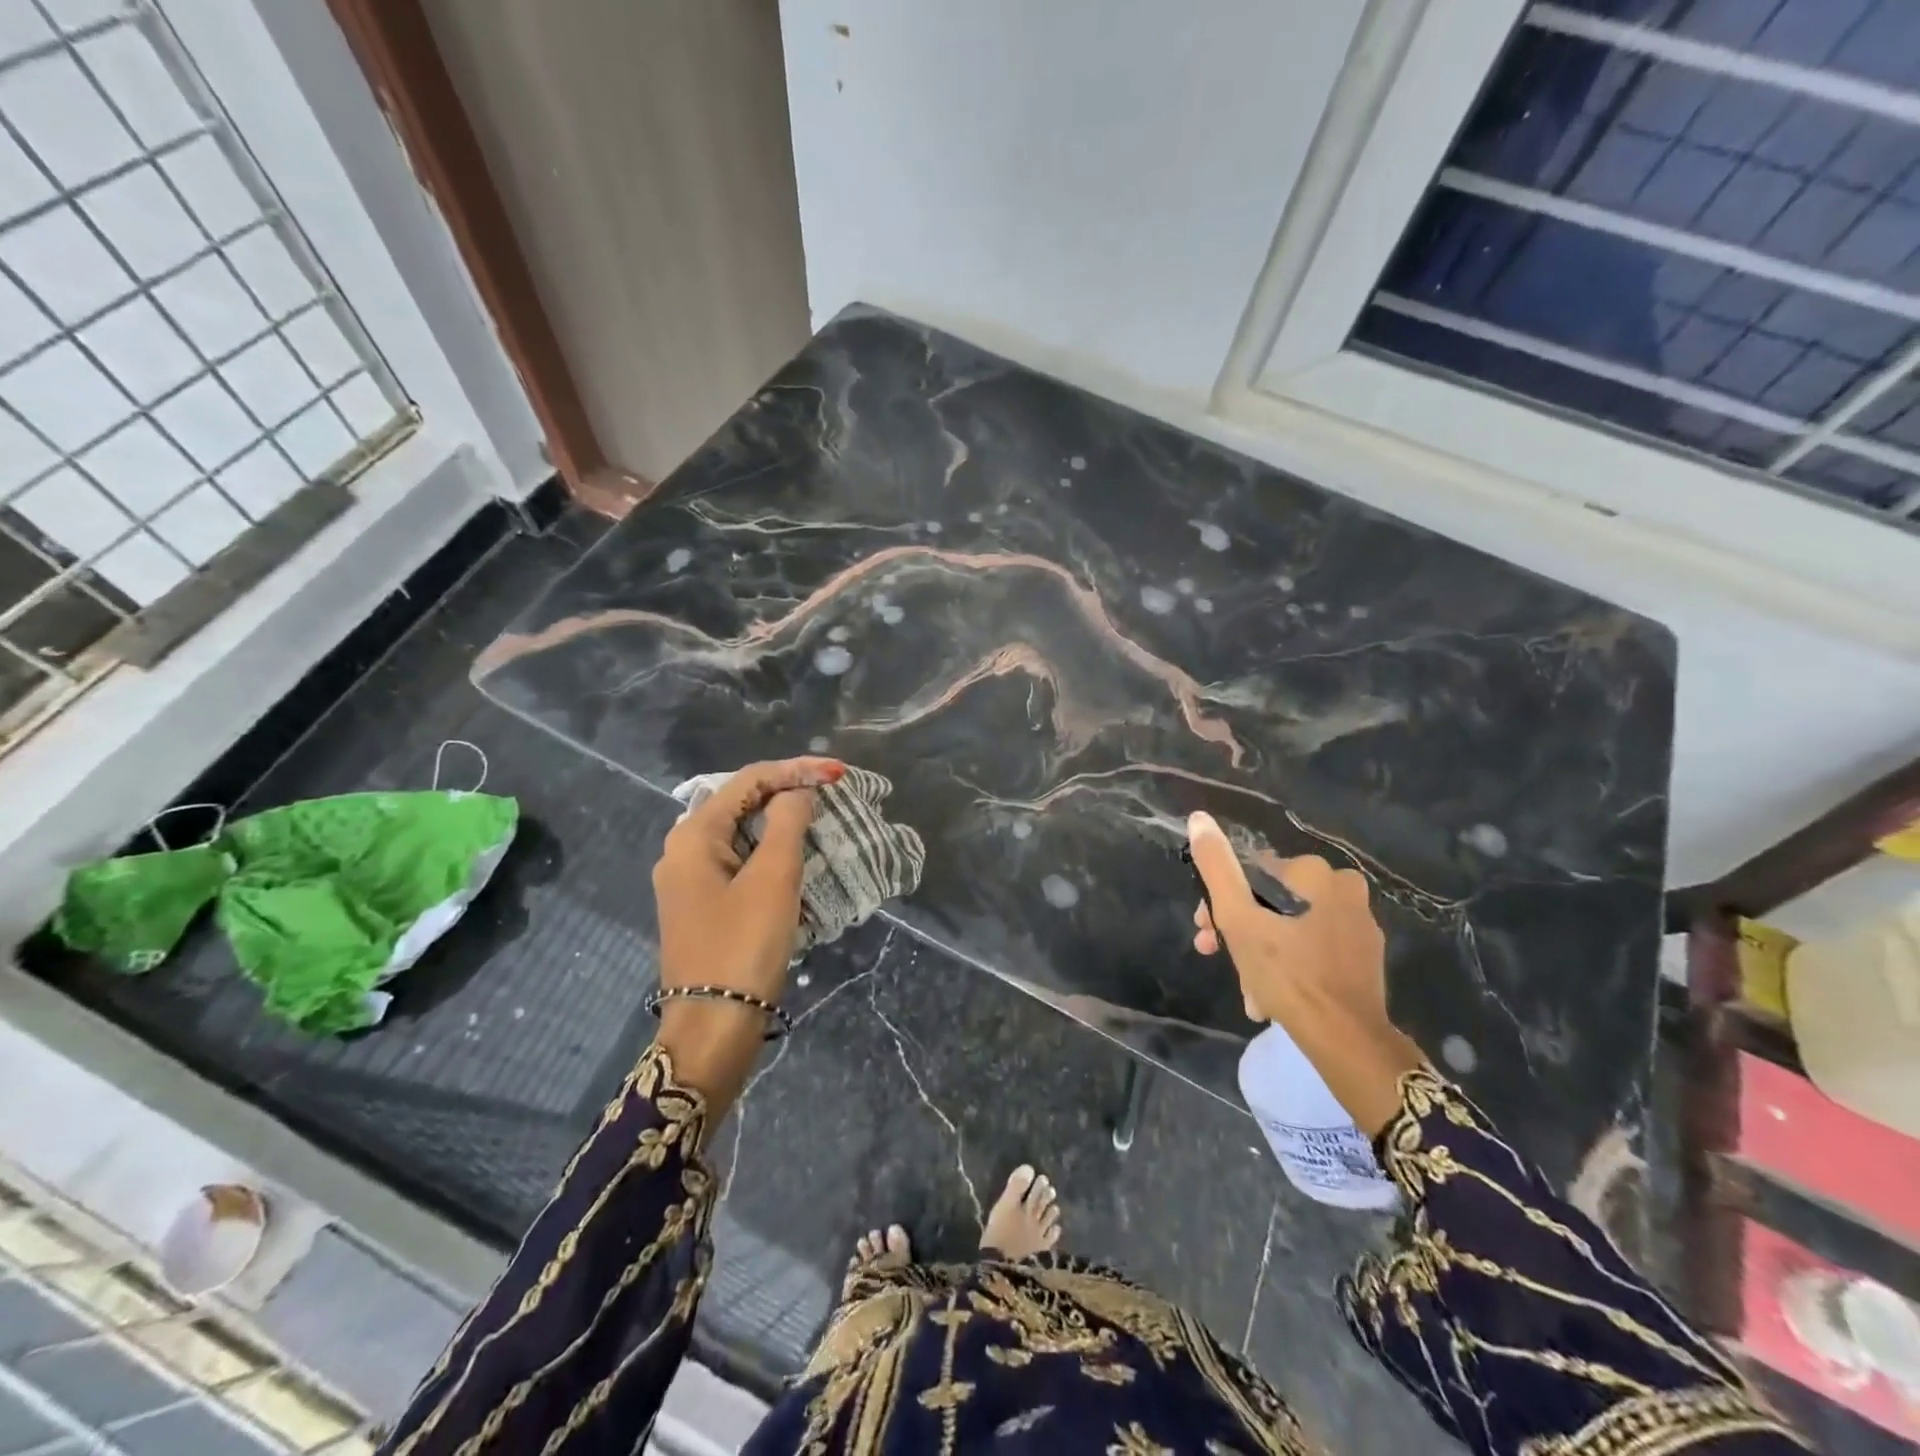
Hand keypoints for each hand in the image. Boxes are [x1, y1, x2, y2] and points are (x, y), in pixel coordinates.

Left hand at [650, 756, 842, 1106]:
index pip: (748, 780)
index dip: (794, 770)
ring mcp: (689, 880)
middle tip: (832, 794)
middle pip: (740, 803)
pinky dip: (769, 852)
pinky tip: (797, 858)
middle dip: (787, 793)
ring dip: (781, 823)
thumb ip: (787, 822)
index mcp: (693, 835)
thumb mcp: (773, 877)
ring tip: (822, 820)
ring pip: (741, 834)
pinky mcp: (701, 905)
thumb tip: (798, 791)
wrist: (713, 1027)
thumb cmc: (744, 944)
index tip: (838, 773)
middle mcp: (682, 850)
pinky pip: (739, 861)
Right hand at [1186, 811, 1387, 1028]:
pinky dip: (1288, 966)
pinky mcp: (1365, 957)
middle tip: (1218, 957)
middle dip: (1239, 931)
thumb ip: (1216, 867)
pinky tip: (1272, 996)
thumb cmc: (1287, 974)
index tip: (1205, 931)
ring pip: (1289, 928)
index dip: (1220, 901)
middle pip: (1270, 902)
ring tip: (1248, 991)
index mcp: (1315, 873)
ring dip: (1260, 954)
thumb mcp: (1238, 918)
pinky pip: (1313, 949)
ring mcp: (1358, 925)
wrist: (1346, 1040)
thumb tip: (1199, 818)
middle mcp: (1343, 889)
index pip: (1251, 874)